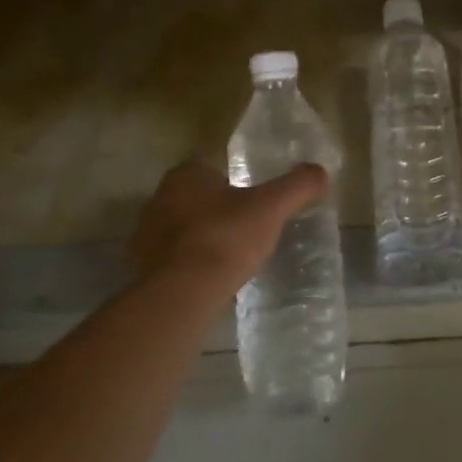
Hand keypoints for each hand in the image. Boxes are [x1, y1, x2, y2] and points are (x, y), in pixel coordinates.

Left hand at [129, 159, 326, 291]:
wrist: (183, 292)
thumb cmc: (227, 237)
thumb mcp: (271, 207)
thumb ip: (297, 185)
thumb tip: (321, 171)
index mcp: (186, 174)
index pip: (212, 169)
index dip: (233, 183)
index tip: (252, 203)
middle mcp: (159, 197)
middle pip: (195, 198)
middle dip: (216, 211)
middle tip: (245, 230)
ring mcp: (146, 234)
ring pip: (182, 229)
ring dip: (200, 239)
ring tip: (229, 258)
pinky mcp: (141, 268)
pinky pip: (171, 259)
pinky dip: (188, 265)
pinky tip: (208, 279)